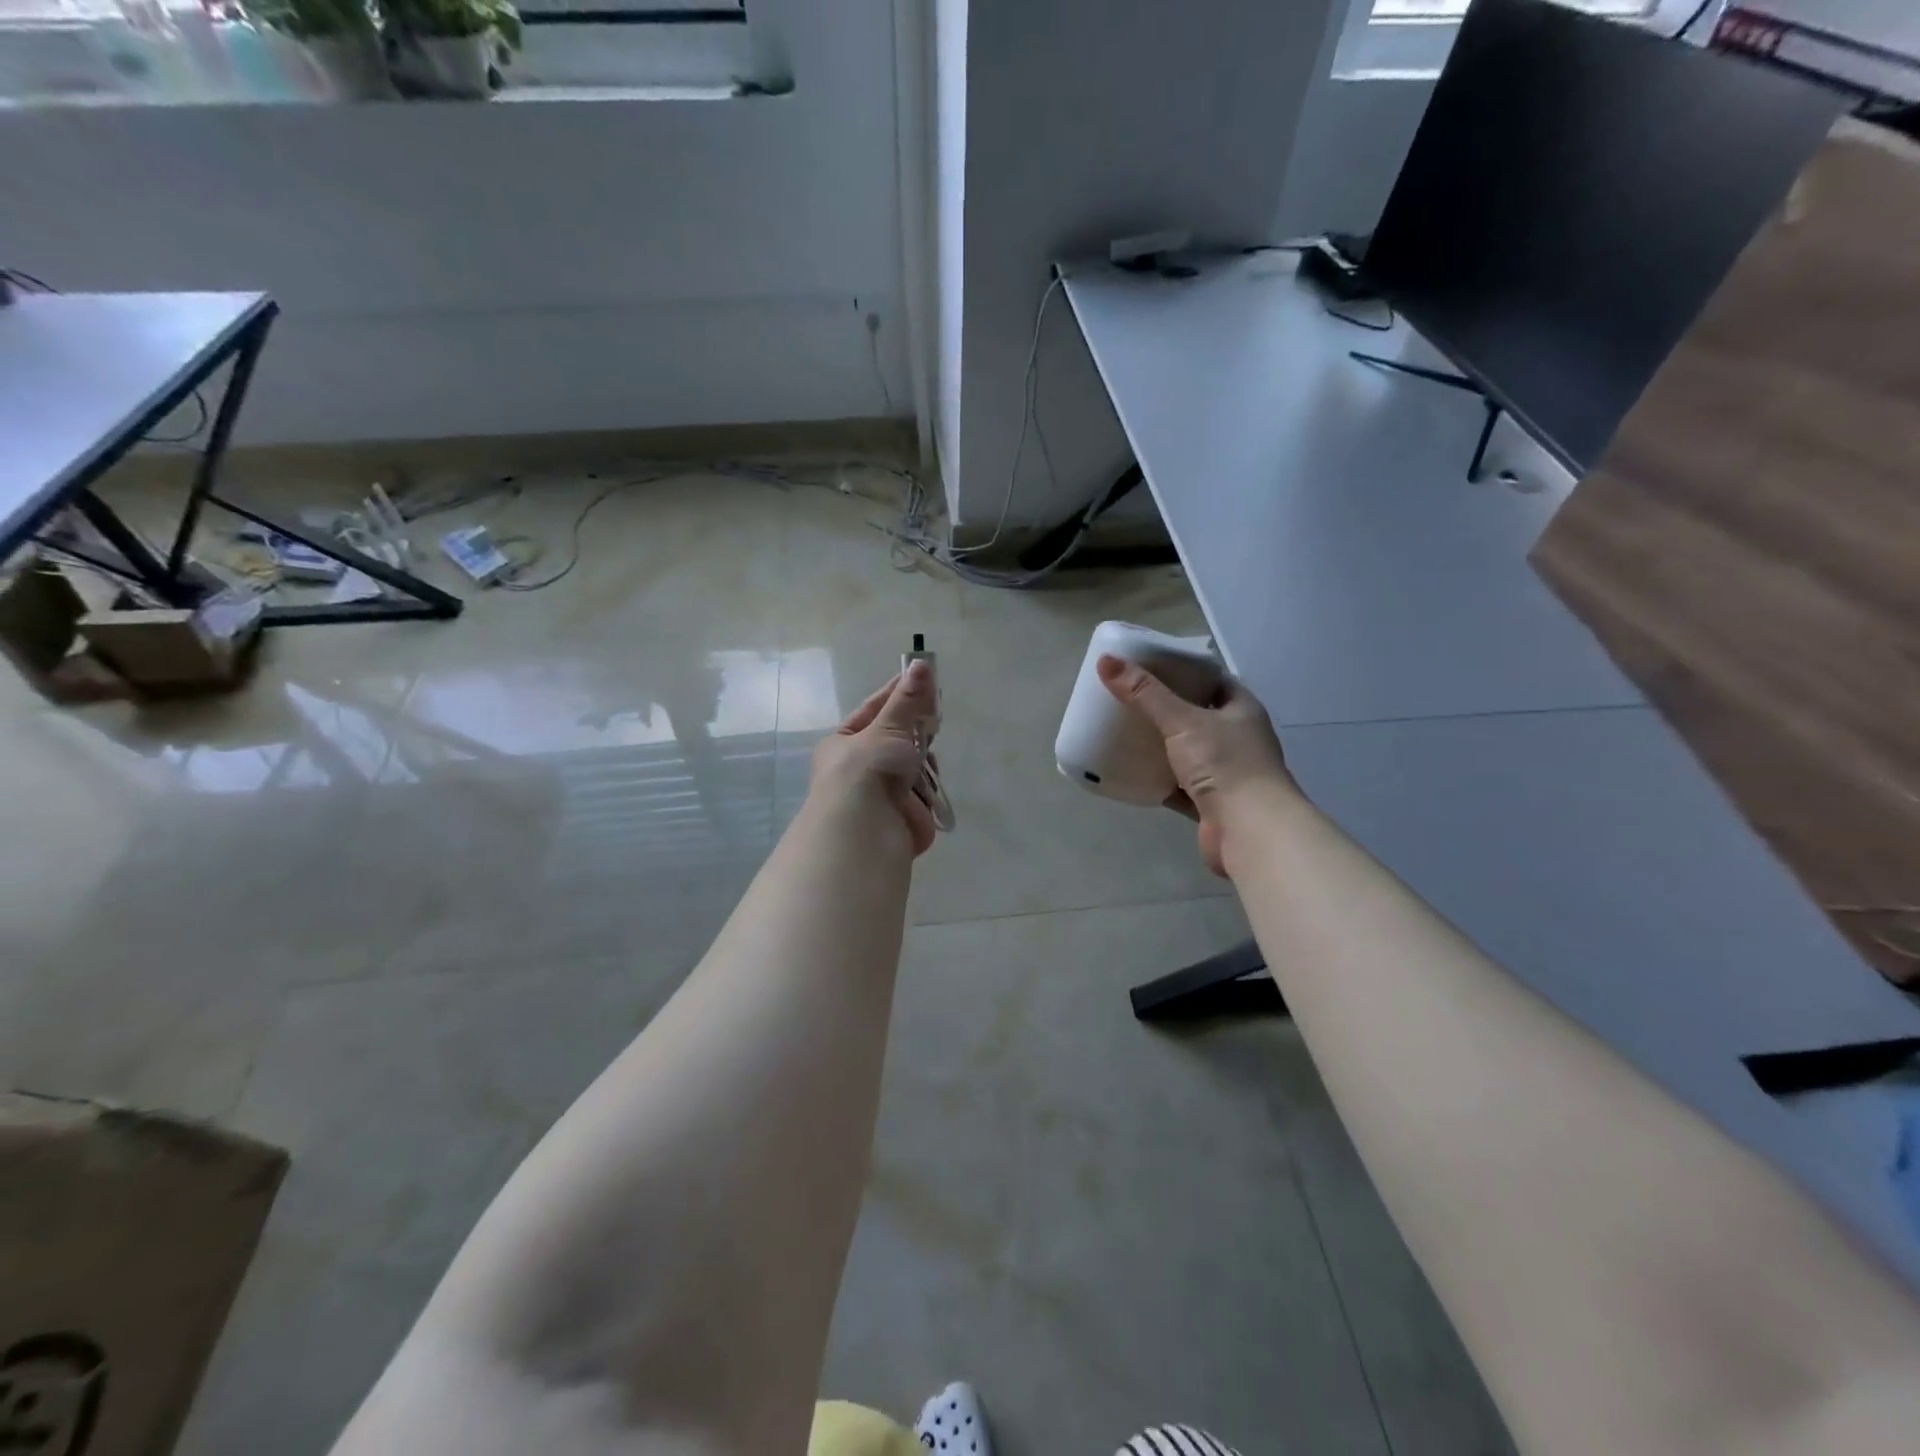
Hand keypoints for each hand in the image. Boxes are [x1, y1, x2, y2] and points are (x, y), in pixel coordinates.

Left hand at [809, 658, 940, 856]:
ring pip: (913, 765)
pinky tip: (930, 784)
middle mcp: (860, 767)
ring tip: (926, 757)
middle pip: (897, 738)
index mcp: (844, 743)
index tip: (924, 677)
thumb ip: (908, 700)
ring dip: (923, 760)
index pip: (874, 709)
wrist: (867, 831)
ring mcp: (882, 792)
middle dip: (916, 730)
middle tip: (936, 715)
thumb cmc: (867, 770)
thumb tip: (920, 662)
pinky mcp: (903, 814)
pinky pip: (923, 791)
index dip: (899, 693)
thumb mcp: (888, 727)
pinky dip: (929, 788)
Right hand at [1098, 655, 1296, 877]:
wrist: (1250, 830)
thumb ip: (1144, 693)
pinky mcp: (1212, 805)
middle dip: (1167, 710)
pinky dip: (1160, 782)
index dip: (1185, 672)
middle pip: (1198, 717)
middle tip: (1130, 699)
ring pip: (1188, 754)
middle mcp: (1239, 739)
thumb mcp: (1182, 721)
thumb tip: (1106, 660)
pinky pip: (1180, 787)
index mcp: (1241, 710)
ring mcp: (1227, 774)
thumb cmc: (1225, 764)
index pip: (1213, 680)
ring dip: (1162, 748)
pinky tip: (1134, 775)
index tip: (1150, 667)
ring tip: (1126, 734)